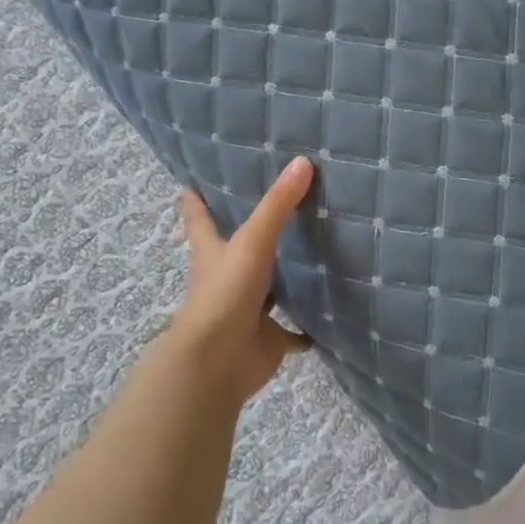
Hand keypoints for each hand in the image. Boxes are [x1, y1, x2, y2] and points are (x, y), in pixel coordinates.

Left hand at [169, 156, 315, 403]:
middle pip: (236, 250)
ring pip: (268, 289)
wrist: (217, 362)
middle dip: (251, 233)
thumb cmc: (226, 293)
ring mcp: (247, 310)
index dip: (197, 199)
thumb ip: (278, 204)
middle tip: (278, 206)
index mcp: (213, 252)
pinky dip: (307, 326)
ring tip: (314, 253)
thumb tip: (303, 161)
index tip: (196, 179)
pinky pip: (292, 330)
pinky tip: (328, 313)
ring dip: (285, 277)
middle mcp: (226, 278)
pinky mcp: (267, 338)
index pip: (200, 218)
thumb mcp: (252, 241)